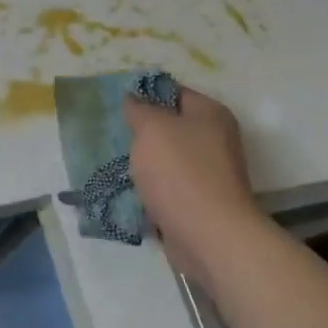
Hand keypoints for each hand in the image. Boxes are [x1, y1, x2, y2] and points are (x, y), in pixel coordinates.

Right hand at [123, 84, 263, 276]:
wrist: (209, 235)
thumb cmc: (180, 172)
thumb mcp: (152, 128)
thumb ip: (139, 109)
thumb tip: (133, 99)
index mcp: (210, 114)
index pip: (174, 92)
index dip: (145, 94)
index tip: (116, 104)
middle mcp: (215, 139)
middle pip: (171, 126)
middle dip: (141, 131)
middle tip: (112, 134)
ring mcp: (209, 172)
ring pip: (167, 158)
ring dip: (144, 162)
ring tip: (114, 162)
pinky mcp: (200, 201)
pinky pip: (168, 186)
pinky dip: (150, 188)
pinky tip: (128, 190)